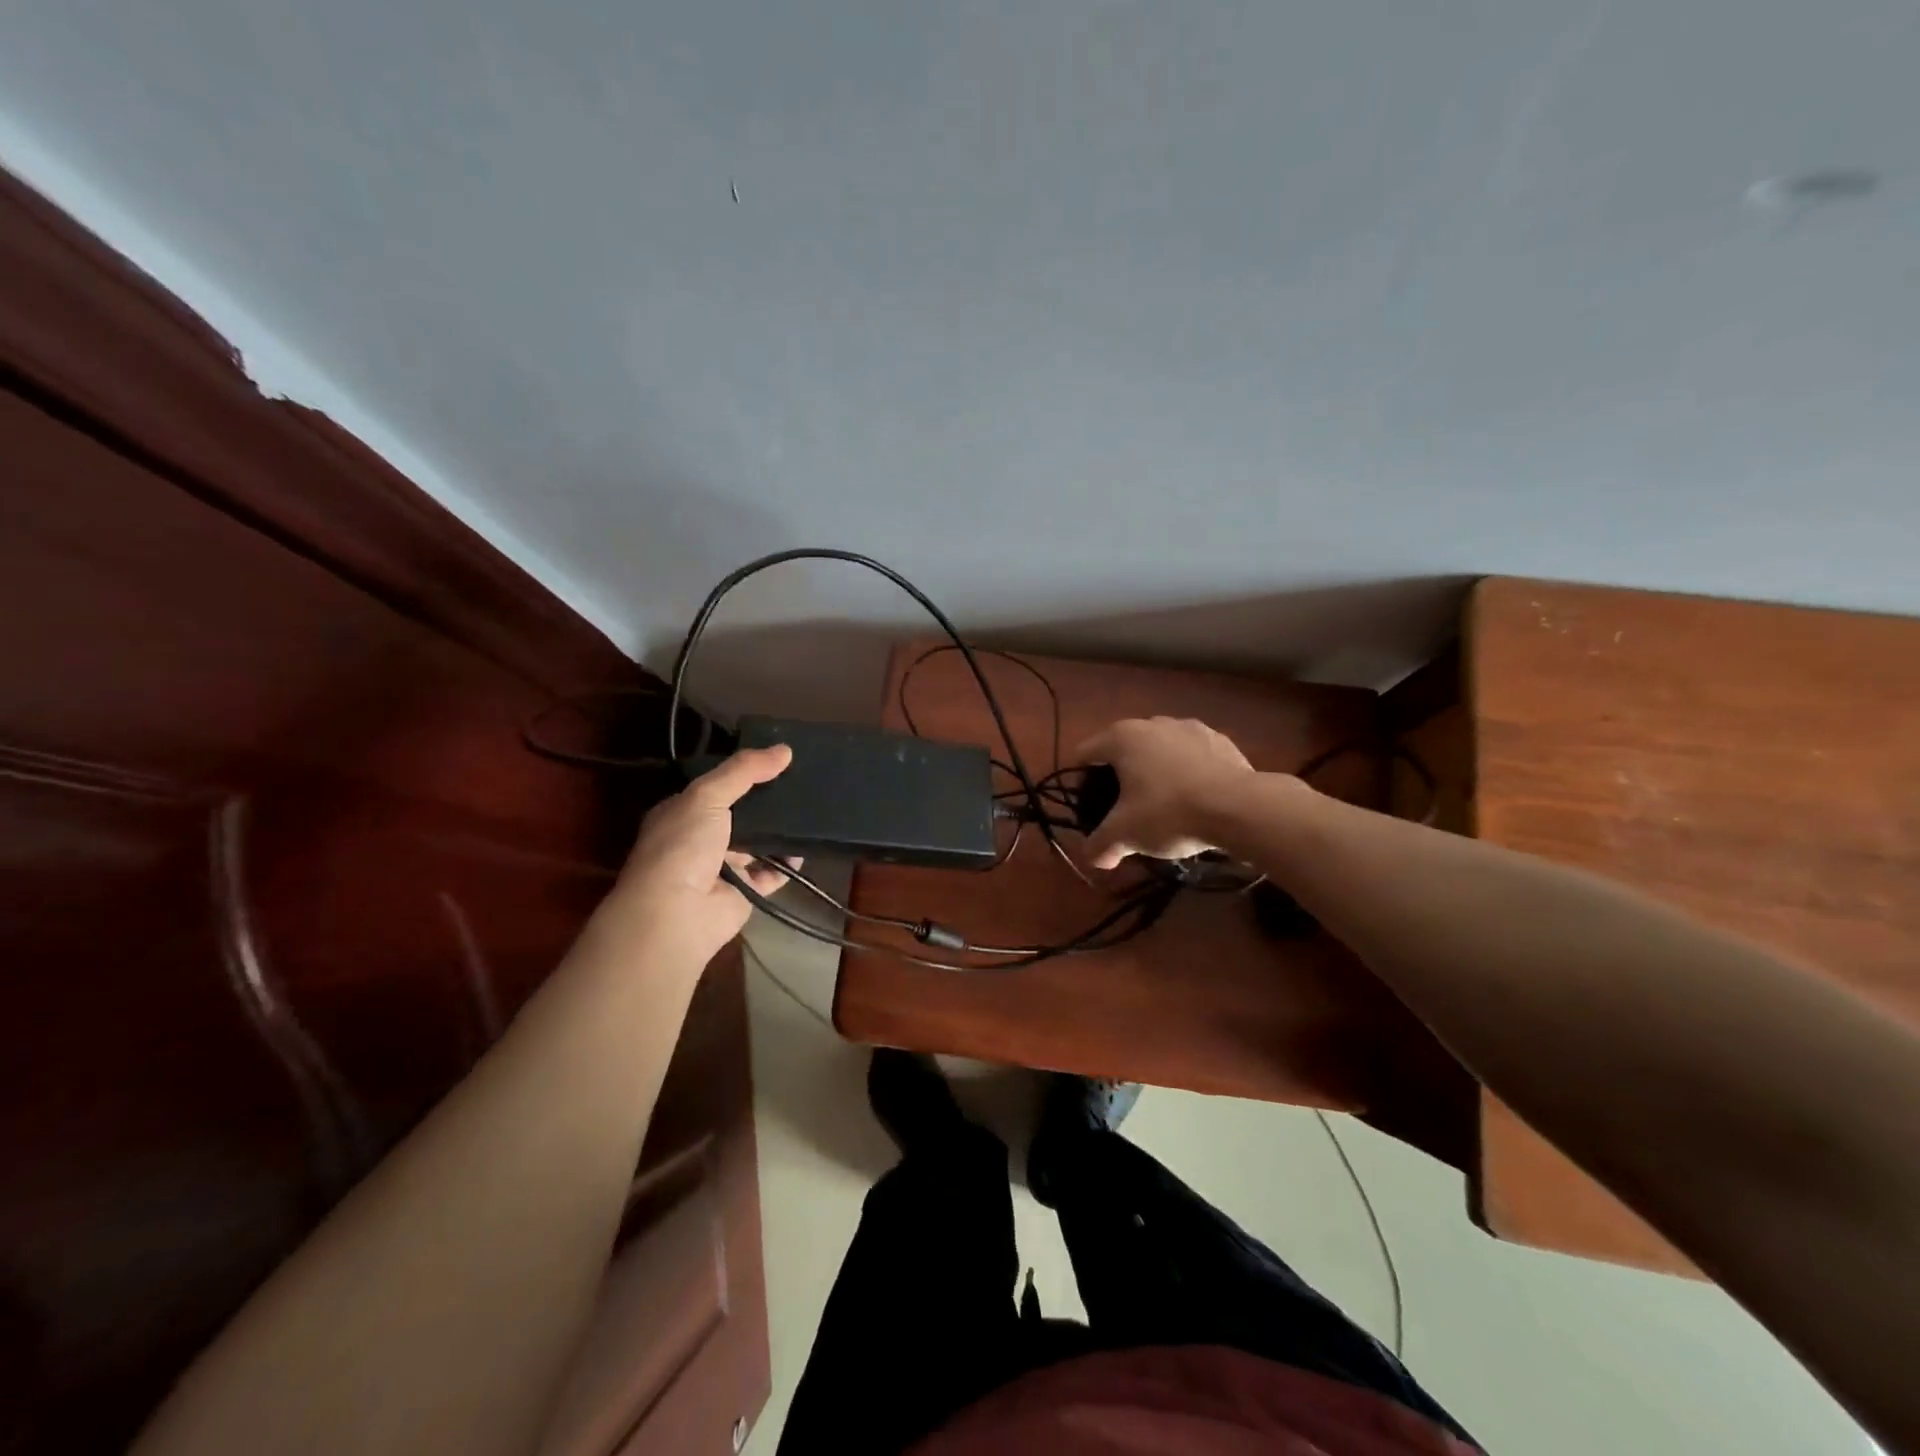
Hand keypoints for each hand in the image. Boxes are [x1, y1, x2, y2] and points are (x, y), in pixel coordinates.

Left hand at [610, 744, 795, 962]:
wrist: (676, 913)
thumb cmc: (682, 845)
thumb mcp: (707, 796)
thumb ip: (744, 771)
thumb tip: (785, 749)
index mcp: (683, 812)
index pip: (717, 786)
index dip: (744, 773)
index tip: (776, 758)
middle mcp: (702, 839)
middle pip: (741, 814)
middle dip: (767, 801)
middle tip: (803, 781)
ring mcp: (724, 867)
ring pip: (758, 843)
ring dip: (780, 830)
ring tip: (811, 808)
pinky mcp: (745, 891)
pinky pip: (773, 872)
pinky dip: (788, 862)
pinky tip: (806, 846)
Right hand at [1072, 717, 1257, 868]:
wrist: (1240, 808)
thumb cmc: (1169, 813)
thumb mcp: (1125, 835)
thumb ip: (1101, 845)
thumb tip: (1093, 858)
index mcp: (1122, 737)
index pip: (1085, 753)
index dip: (1080, 781)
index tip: (1088, 807)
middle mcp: (1153, 723)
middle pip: (1123, 749)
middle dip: (1120, 777)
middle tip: (1124, 810)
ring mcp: (1190, 728)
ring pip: (1160, 750)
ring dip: (1155, 772)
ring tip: (1163, 806)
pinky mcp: (1221, 741)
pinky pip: (1192, 757)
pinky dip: (1187, 774)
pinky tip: (1195, 800)